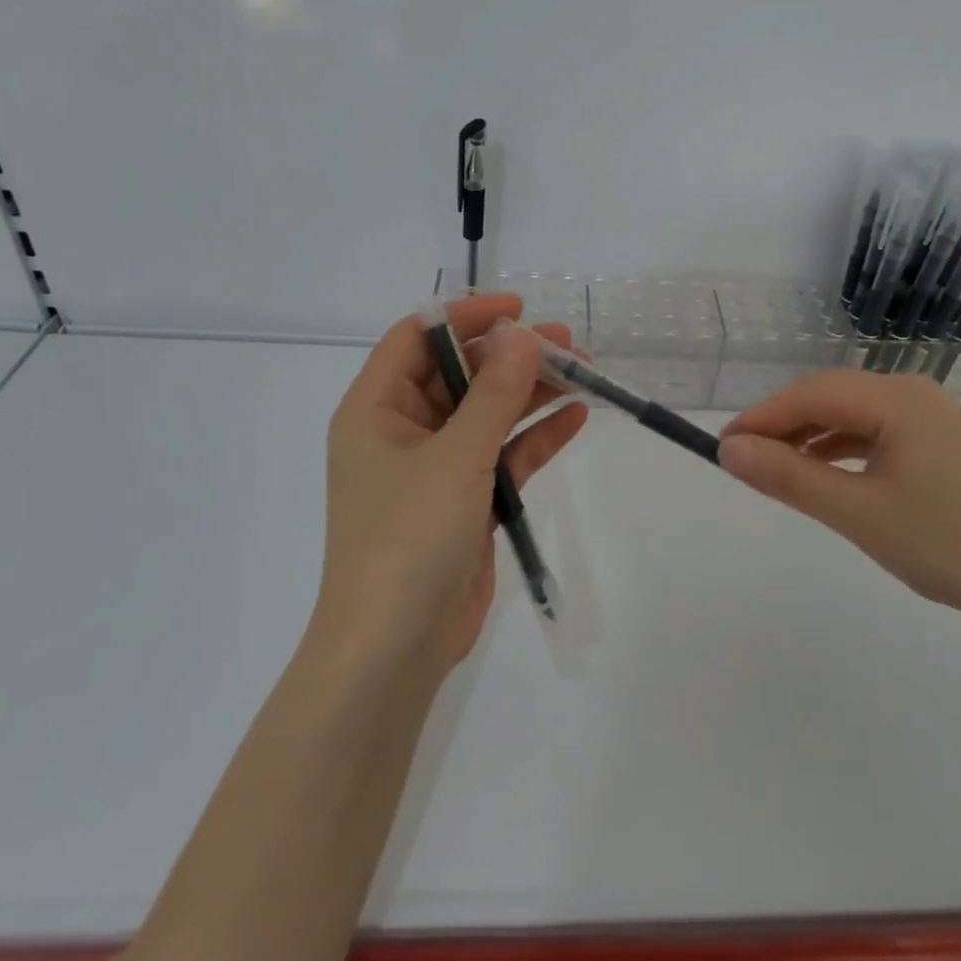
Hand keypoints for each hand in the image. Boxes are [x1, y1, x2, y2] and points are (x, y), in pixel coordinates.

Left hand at [318, 294, 587, 674]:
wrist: (394, 650)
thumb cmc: (408, 539)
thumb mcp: (456, 457)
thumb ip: (494, 394)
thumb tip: (522, 334)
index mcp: (375, 410)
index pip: (416, 339)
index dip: (465, 316)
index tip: (518, 310)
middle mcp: (402, 431)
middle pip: (460, 374)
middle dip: (512, 357)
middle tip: (567, 345)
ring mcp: (436, 468)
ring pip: (487, 414)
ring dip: (531, 393)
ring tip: (584, 373)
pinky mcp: (465, 501)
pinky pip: (503, 455)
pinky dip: (535, 437)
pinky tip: (576, 417)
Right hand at [717, 371, 960, 634]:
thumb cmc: (945, 545)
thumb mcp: (856, 512)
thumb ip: (788, 476)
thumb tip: (729, 449)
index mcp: (896, 397)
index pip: (809, 394)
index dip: (760, 418)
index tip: (721, 447)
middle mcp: (913, 392)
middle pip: (829, 397)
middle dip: (782, 426)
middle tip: (742, 460)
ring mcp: (931, 416)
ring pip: (851, 414)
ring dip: (810, 438)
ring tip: (776, 470)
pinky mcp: (939, 442)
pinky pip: (875, 433)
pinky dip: (841, 449)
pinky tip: (824, 474)